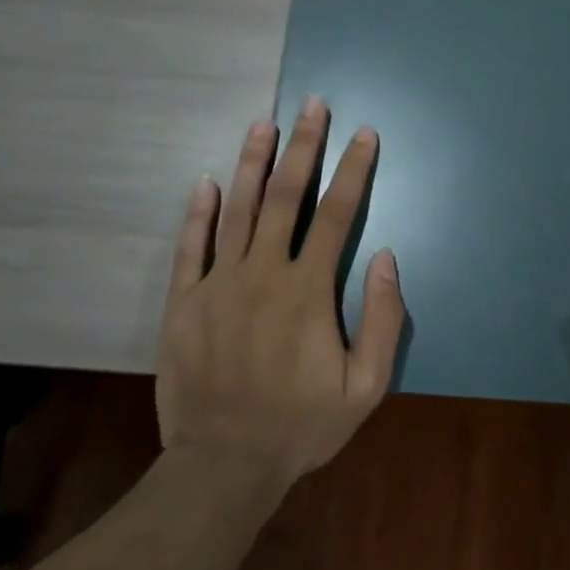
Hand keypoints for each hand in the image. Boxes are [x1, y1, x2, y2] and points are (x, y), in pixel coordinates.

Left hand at [156, 96, 405, 493]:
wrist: (225, 464)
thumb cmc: (302, 425)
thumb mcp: (366, 386)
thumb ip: (382, 319)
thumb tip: (385, 257)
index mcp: (308, 291)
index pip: (336, 215)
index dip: (353, 170)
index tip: (363, 134)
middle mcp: (262, 274)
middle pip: (284, 196)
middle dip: (303, 146)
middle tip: (312, 105)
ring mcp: (217, 285)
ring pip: (236, 210)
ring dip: (252, 162)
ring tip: (264, 124)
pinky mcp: (184, 303)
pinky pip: (190, 247)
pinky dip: (198, 213)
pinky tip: (205, 183)